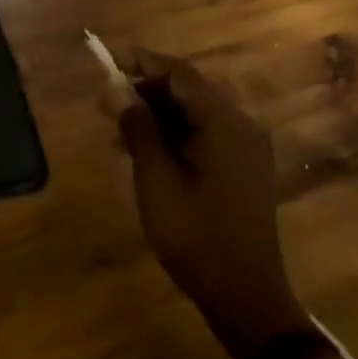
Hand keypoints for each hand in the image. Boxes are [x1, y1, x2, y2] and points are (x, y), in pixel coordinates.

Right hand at [117, 50, 306, 358]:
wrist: (247, 298)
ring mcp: (247, 147)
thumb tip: (121, 95)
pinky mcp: (245, 168)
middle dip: (148, 88)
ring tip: (121, 126)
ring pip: (198, 112)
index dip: (144, 63)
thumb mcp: (156, 181)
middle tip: (110, 98)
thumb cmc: (196, 236)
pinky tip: (148, 149)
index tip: (111, 60)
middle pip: (191, 89)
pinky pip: (208, 133)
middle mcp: (241, 125)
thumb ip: (140, 130)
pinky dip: (178, 132)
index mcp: (224, 123)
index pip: (180, 74)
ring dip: (160, 112)